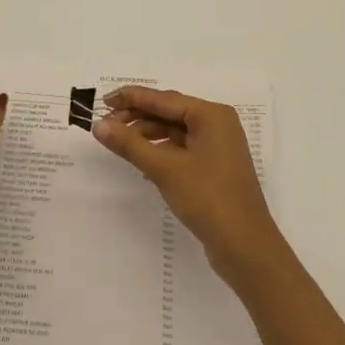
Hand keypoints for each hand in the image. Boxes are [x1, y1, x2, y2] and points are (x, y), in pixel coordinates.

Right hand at [95, 87, 284, 280]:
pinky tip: (141, 160)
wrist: (245, 247)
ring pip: (175, 131)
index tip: (103, 100)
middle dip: (137, 116)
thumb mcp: (165, 169)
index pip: (164, 99)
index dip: (132, 98)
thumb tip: (98, 125)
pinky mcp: (214, 168)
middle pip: (169, 112)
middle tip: (105, 125)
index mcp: (212, 115)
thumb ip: (130, 144)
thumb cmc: (208, 198)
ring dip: (147, 134)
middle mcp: (217, 124)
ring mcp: (217, 147)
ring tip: (119, 143)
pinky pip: (181, 149)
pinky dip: (160, 151)